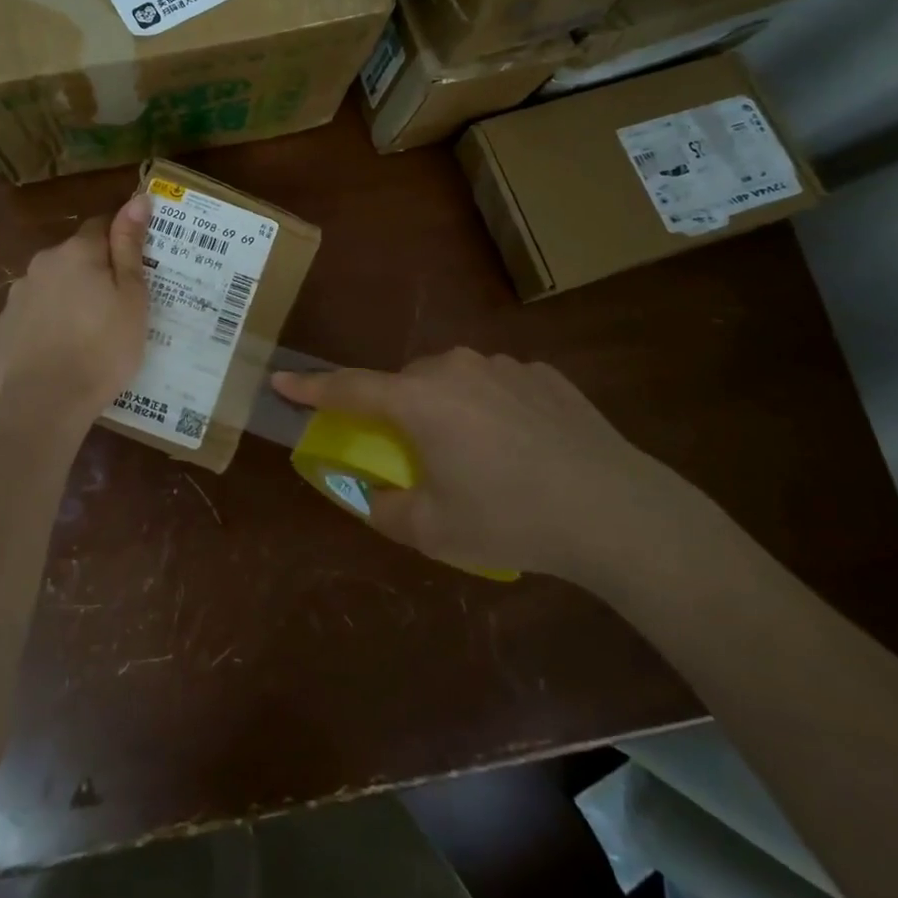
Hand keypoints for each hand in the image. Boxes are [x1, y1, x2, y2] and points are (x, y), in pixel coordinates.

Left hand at [0, 194, 151, 416]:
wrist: (46, 403)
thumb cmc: (103, 348)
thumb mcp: (131, 297)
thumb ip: (130, 246)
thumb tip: (138, 198)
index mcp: (76, 252)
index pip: (102, 226)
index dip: (121, 240)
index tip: (136, 267)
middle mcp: (42, 263)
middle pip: (75, 256)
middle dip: (94, 271)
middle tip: (117, 306)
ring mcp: (18, 294)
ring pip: (53, 284)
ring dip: (69, 295)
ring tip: (88, 332)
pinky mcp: (3, 325)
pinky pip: (34, 311)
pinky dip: (48, 320)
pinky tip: (61, 348)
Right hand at [273, 349, 702, 586]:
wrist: (615, 510)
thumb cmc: (512, 519)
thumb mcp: (435, 531)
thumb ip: (387, 509)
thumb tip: (373, 494)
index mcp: (419, 400)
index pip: (349, 386)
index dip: (312, 387)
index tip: (282, 381)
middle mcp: (455, 368)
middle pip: (406, 383)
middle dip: (398, 411)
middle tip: (414, 453)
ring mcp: (504, 366)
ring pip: (454, 380)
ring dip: (449, 408)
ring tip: (479, 456)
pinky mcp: (543, 374)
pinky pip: (499, 385)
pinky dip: (493, 408)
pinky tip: (523, 448)